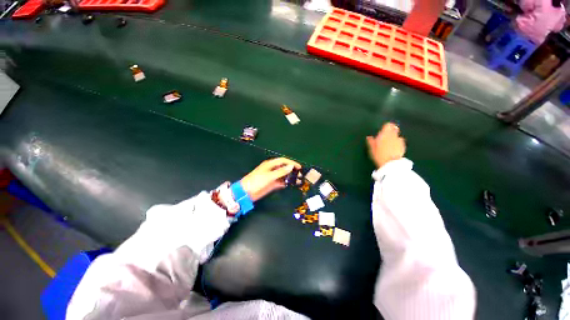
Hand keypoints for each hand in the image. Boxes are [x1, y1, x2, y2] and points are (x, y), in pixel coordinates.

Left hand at [241, 158, 301, 201]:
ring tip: (298, 180)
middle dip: (292, 170)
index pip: (283, 161)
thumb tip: (291, 166)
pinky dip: (285, 182)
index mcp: (270, 164)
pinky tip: (290, 185)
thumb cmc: (257, 181)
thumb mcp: (269, 176)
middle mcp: (272, 169)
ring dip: (289, 177)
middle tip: (300, 174)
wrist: (246, 192)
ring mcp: (272, 177)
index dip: (291, 163)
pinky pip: (280, 182)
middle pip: (284, 167)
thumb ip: (281, 171)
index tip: (299, 167)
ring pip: (283, 175)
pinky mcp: (272, 184)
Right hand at [366, 123, 405, 168]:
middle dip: (391, 131)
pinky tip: (394, 149)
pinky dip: (397, 143)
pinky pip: (400, 142)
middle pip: (394, 129)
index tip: (383, 130)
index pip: (388, 125)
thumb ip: (371, 142)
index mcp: (384, 134)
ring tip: (390, 144)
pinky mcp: (403, 146)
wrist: (390, 163)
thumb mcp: (371, 149)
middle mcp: (393, 135)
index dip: (386, 127)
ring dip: (394, 138)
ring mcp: (399, 140)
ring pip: (397, 136)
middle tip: (386, 136)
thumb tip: (369, 137)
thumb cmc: (379, 155)